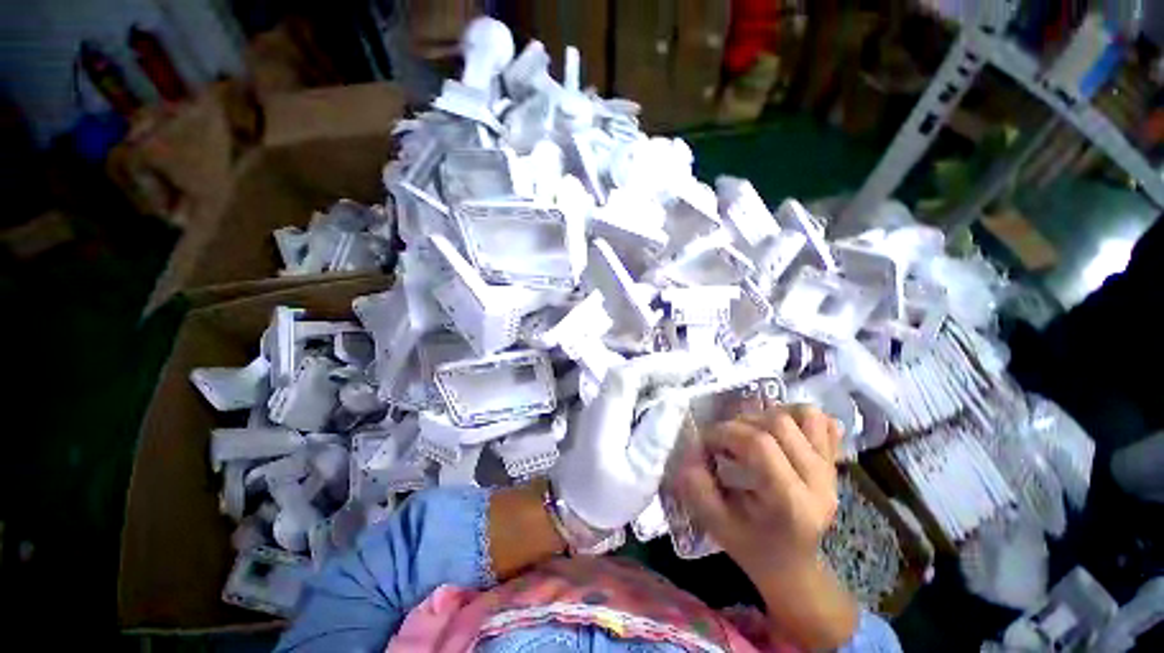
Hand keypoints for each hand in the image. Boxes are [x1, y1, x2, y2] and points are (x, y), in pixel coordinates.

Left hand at [552, 352, 703, 529]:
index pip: (628, 375)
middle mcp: (599, 403)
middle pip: (627, 371)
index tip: (690, 366)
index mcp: (605, 416)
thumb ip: (657, 434)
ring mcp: (599, 407)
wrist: (574, 509)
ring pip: (626, 378)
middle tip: (693, 368)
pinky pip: (627, 390)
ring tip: (684, 376)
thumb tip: (678, 397)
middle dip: (660, 365)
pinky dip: (648, 385)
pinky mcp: (604, 414)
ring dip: (655, 372)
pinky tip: (664, 393)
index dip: (658, 365)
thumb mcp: (640, 473)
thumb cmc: (608, 497)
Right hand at [674, 405, 856, 650]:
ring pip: (803, 415)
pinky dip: (797, 416)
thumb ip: (698, 487)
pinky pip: (822, 422)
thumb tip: (690, 450)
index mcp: (792, 503)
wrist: (793, 566)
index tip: (706, 443)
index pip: (760, 444)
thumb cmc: (753, 547)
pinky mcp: (834, 463)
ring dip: (767, 415)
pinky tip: (778, 431)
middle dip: (740, 424)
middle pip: (779, 424)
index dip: (725, 433)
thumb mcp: (717, 524)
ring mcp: (831, 470)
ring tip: (749, 433)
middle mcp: (819, 482)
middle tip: (724, 440)